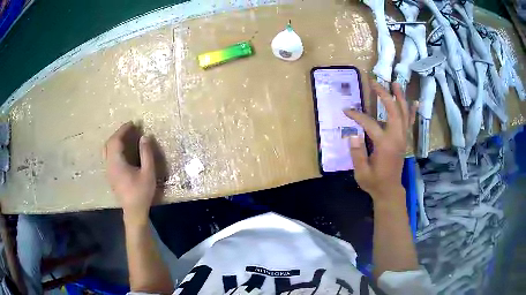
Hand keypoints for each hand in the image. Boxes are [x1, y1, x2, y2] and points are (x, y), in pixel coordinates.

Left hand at [103, 122, 155, 223]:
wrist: (133, 211)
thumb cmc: (141, 192)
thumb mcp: (148, 173)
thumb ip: (146, 153)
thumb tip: (144, 137)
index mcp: (116, 163)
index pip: (115, 140)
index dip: (123, 130)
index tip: (133, 123)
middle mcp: (109, 165)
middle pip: (108, 143)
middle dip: (118, 133)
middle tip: (130, 129)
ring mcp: (108, 171)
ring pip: (106, 150)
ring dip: (115, 140)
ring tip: (126, 137)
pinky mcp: (110, 175)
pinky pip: (108, 156)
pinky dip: (114, 148)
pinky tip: (123, 150)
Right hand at [344, 81, 416, 202]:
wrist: (389, 190)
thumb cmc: (374, 182)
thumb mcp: (361, 172)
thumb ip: (357, 153)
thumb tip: (353, 134)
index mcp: (385, 145)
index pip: (370, 124)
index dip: (357, 116)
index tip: (346, 111)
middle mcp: (397, 138)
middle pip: (393, 110)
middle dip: (384, 94)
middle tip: (375, 83)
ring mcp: (402, 138)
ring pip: (404, 113)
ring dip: (400, 97)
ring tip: (395, 83)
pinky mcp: (404, 140)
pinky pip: (410, 122)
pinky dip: (412, 110)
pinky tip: (414, 101)